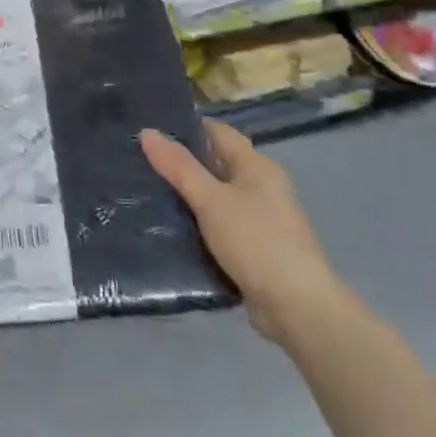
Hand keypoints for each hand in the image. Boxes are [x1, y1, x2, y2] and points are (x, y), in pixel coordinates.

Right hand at [140, 119, 350, 346]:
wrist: (298, 309)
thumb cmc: (256, 242)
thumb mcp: (211, 200)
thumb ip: (179, 166)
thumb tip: (147, 131)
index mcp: (256, 167)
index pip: (217, 132)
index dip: (185, 127)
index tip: (148, 130)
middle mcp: (260, 188)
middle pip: (214, 164)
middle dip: (180, 163)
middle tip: (137, 162)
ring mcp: (258, 220)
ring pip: (214, 198)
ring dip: (185, 196)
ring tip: (144, 193)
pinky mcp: (252, 249)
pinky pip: (217, 227)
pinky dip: (195, 225)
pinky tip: (167, 229)